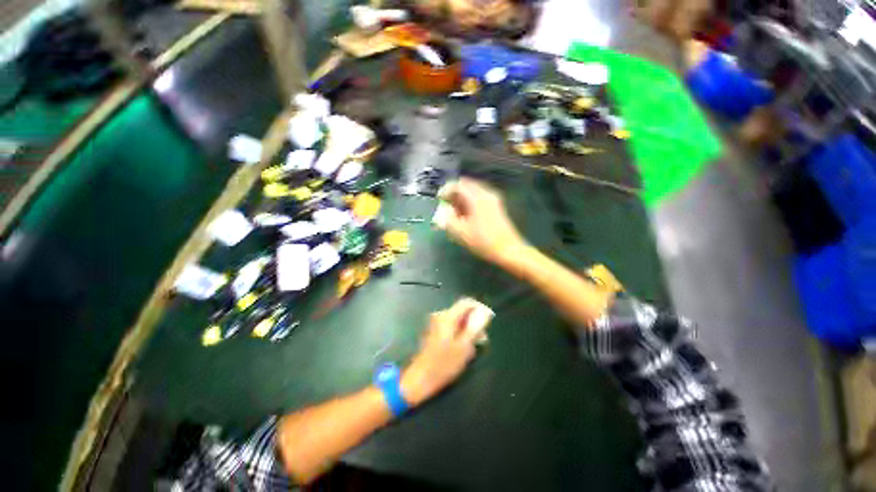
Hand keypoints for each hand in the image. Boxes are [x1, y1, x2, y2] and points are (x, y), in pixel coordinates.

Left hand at [400, 298, 485, 406]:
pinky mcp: (435, 332)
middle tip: (482, 338)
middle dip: (474, 321)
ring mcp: (436, 324)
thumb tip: (484, 313)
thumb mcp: (464, 347)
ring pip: (457, 320)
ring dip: (467, 329)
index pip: (466, 302)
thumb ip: (475, 327)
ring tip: (474, 345)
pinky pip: (451, 326)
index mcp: (448, 317)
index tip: (488, 319)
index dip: (479, 308)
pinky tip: (463, 347)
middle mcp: (441, 316)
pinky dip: (460, 332)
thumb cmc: (444, 364)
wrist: (421, 378)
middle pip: (462, 311)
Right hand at [439, 178, 527, 267]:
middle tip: (446, 206)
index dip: (446, 190)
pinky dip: (469, 203)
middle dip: (454, 194)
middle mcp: (486, 194)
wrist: (508, 250)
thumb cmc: (484, 241)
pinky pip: (479, 198)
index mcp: (477, 197)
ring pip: (473, 192)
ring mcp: (493, 199)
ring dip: (461, 199)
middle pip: (466, 186)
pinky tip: (466, 217)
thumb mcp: (461, 232)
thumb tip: (442, 211)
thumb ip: (448, 219)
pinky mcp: (496, 206)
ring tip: (454, 214)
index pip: (458, 185)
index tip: (439, 199)